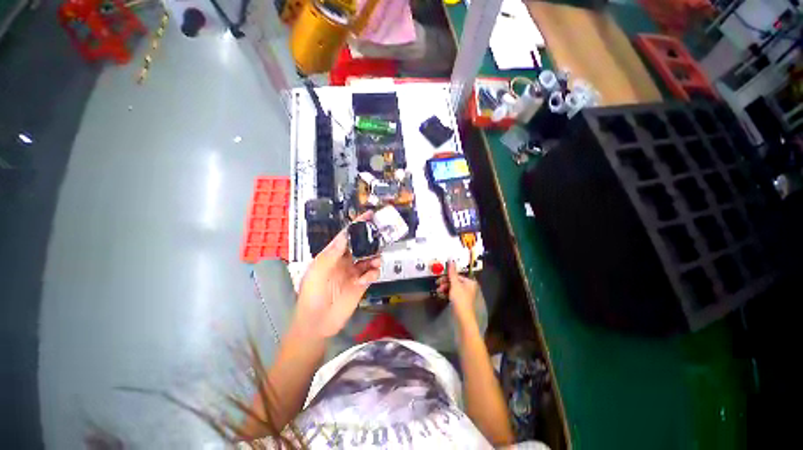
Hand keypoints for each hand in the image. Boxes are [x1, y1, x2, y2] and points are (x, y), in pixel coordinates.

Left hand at [294, 212, 380, 338]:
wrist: (318, 324)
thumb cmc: (312, 295)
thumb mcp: (317, 272)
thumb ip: (331, 254)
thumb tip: (345, 235)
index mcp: (333, 255)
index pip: (346, 236)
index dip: (357, 224)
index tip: (369, 214)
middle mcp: (345, 260)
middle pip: (361, 245)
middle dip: (370, 239)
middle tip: (381, 235)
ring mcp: (354, 272)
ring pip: (369, 258)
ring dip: (374, 256)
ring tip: (375, 260)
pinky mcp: (362, 284)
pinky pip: (372, 274)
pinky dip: (373, 272)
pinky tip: (368, 277)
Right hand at [436, 260, 478, 324]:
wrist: (463, 318)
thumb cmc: (460, 299)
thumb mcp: (455, 284)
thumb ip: (452, 273)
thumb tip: (451, 260)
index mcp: (469, 282)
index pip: (457, 275)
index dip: (448, 276)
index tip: (439, 278)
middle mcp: (468, 287)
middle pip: (454, 281)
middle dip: (445, 282)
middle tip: (437, 285)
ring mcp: (464, 295)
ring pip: (453, 288)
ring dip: (445, 288)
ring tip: (438, 291)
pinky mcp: (460, 301)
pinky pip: (452, 294)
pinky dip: (447, 293)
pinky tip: (441, 295)